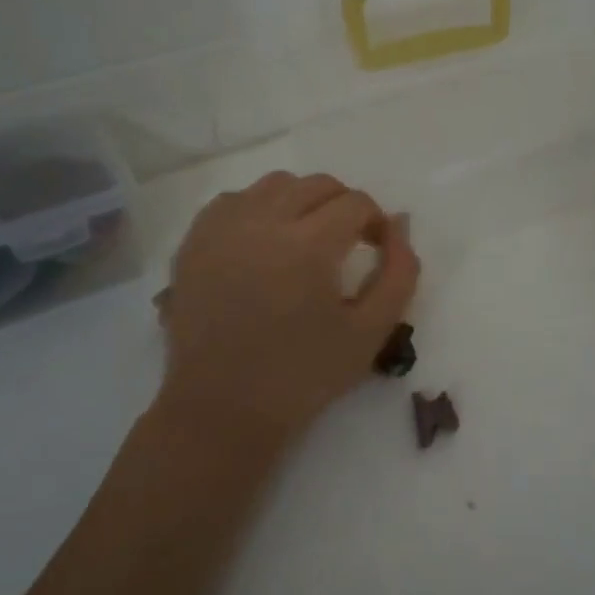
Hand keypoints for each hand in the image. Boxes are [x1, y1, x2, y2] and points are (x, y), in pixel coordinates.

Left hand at [159, 171, 419, 445]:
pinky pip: (235, 200)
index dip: (375, 221)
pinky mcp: (195, 240)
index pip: (355, 203)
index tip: (376, 248)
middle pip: (317, 184)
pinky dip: (258, 208)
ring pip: (275, 184)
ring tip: (305, 238)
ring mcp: (223, 227)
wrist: (222, 410)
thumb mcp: (371, 332)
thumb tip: (399, 224)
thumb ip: (399, 272)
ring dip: (301, 201)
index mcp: (309, 245)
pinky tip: (263, 242)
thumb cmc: (302, 376)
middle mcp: (263, 222)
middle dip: (343, 205)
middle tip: (347, 242)